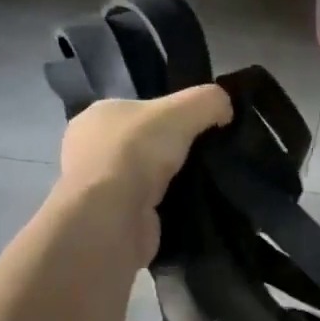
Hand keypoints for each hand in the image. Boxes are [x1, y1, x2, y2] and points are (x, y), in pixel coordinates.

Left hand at [56, 85, 232, 257]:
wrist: (110, 218)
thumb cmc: (136, 152)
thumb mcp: (183, 110)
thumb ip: (209, 101)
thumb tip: (226, 109)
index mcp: (98, 116)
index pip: (141, 109)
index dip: (172, 115)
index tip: (203, 127)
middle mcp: (92, 149)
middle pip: (146, 144)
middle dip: (174, 150)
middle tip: (210, 156)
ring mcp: (100, 187)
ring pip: (149, 177)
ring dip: (174, 181)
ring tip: (208, 183)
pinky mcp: (113, 219)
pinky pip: (150, 207)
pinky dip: (170, 208)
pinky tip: (192, 207)